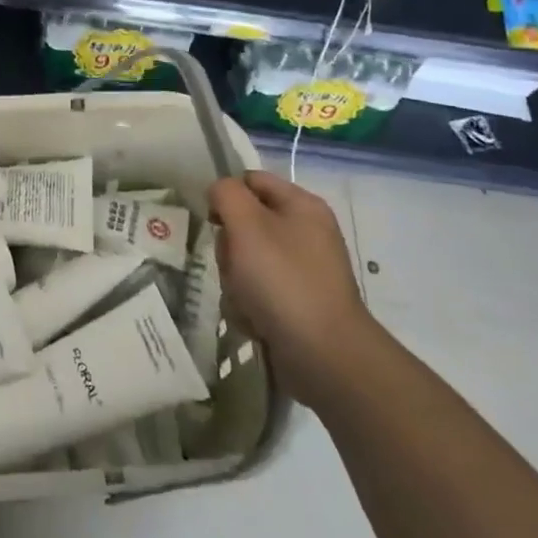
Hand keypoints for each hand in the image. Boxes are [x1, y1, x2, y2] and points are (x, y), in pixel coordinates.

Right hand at [209, 171, 368, 407]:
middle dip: (230, 248)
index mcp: (302, 205)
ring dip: (235, 282)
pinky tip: (255, 321)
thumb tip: (220, 192)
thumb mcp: (247, 224)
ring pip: (246, 262)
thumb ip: (227, 194)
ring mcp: (302, 272)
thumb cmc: (283, 280)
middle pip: (246, 224)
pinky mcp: (296, 305)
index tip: (213, 221)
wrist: (325, 357)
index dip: (227, 196)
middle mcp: (306, 234)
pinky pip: (257, 293)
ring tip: (246, 301)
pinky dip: (249, 307)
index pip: (252, 181)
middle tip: (234, 266)